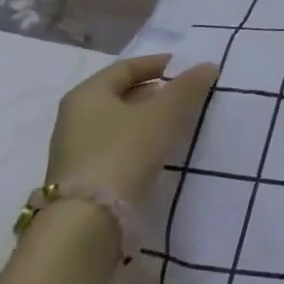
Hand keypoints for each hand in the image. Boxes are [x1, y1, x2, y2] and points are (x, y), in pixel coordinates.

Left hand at [47, 53, 217, 203]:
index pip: (127, 67)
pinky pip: (117, 144)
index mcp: (88, 94)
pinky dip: (139, 139)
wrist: (86, 220)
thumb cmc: (124, 152)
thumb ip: (187, 87)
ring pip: (119, 121)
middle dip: (155, 91)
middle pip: (121, 93)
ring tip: (178, 121)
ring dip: (148, 117)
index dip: (159, 63)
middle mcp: (75, 116)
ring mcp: (76, 148)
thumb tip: (207, 66)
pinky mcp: (83, 175)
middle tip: (187, 94)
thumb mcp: (163, 114)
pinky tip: (159, 149)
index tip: (187, 68)